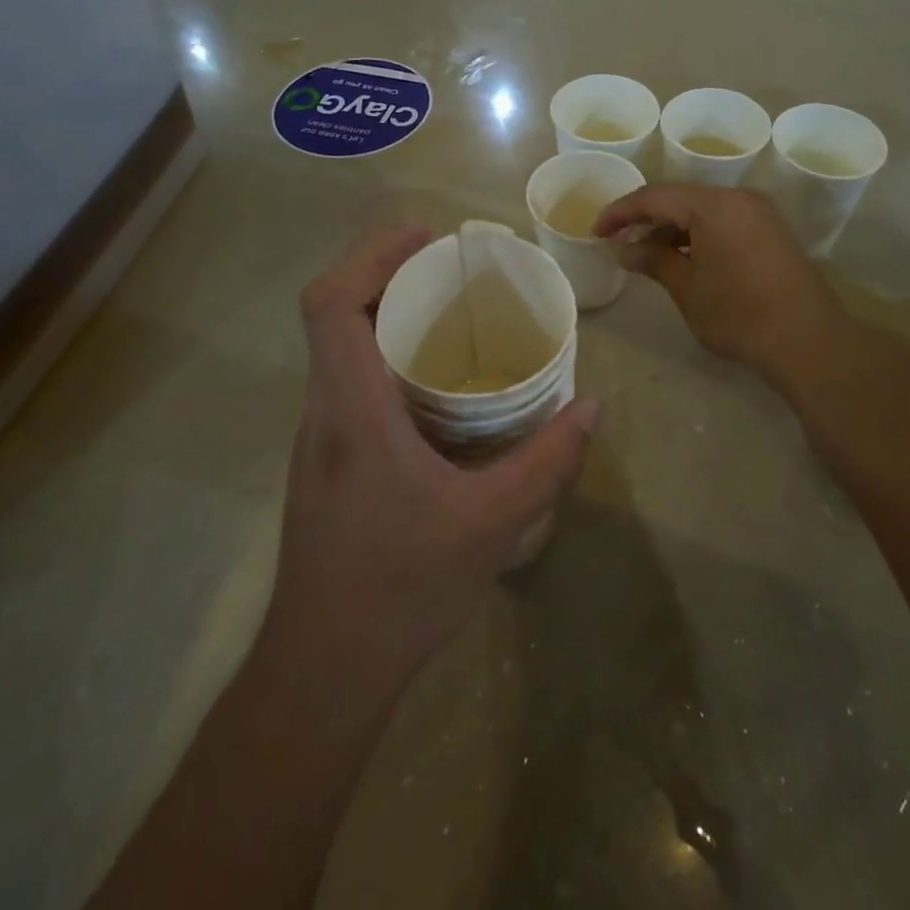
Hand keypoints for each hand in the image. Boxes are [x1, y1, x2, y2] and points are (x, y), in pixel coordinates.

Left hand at [268, 226, 600, 695]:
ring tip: (449, 313)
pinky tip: (436, 386)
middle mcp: (323, 412)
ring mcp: (318, 438)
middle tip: (450, 267)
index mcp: (352, 412)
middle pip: (332, 314)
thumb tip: (591, 406)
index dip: (369, 255)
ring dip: (383, 314)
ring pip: (338, 349)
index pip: (330, 305)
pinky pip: (349, 382)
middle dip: (384, 272)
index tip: (425, 237)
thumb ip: (547, 462)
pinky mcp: (325, 462)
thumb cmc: (401, 590)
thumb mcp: (492, 525)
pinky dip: (385, 356)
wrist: (324, 671)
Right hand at [594, 186, 853, 388]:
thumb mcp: (687, 288)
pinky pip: (725, 221)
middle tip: (619, 242)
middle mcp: (738, 198)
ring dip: (673, 228)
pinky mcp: (772, 232)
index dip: (620, 212)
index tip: (596, 231)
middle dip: (646, 218)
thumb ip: (653, 260)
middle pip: (680, 198)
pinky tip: (685, 258)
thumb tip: (625, 249)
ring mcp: (760, 213)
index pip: (654, 197)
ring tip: (648, 255)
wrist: (808, 341)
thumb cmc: (739, 314)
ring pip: (704, 210)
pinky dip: (699, 234)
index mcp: (713, 205)